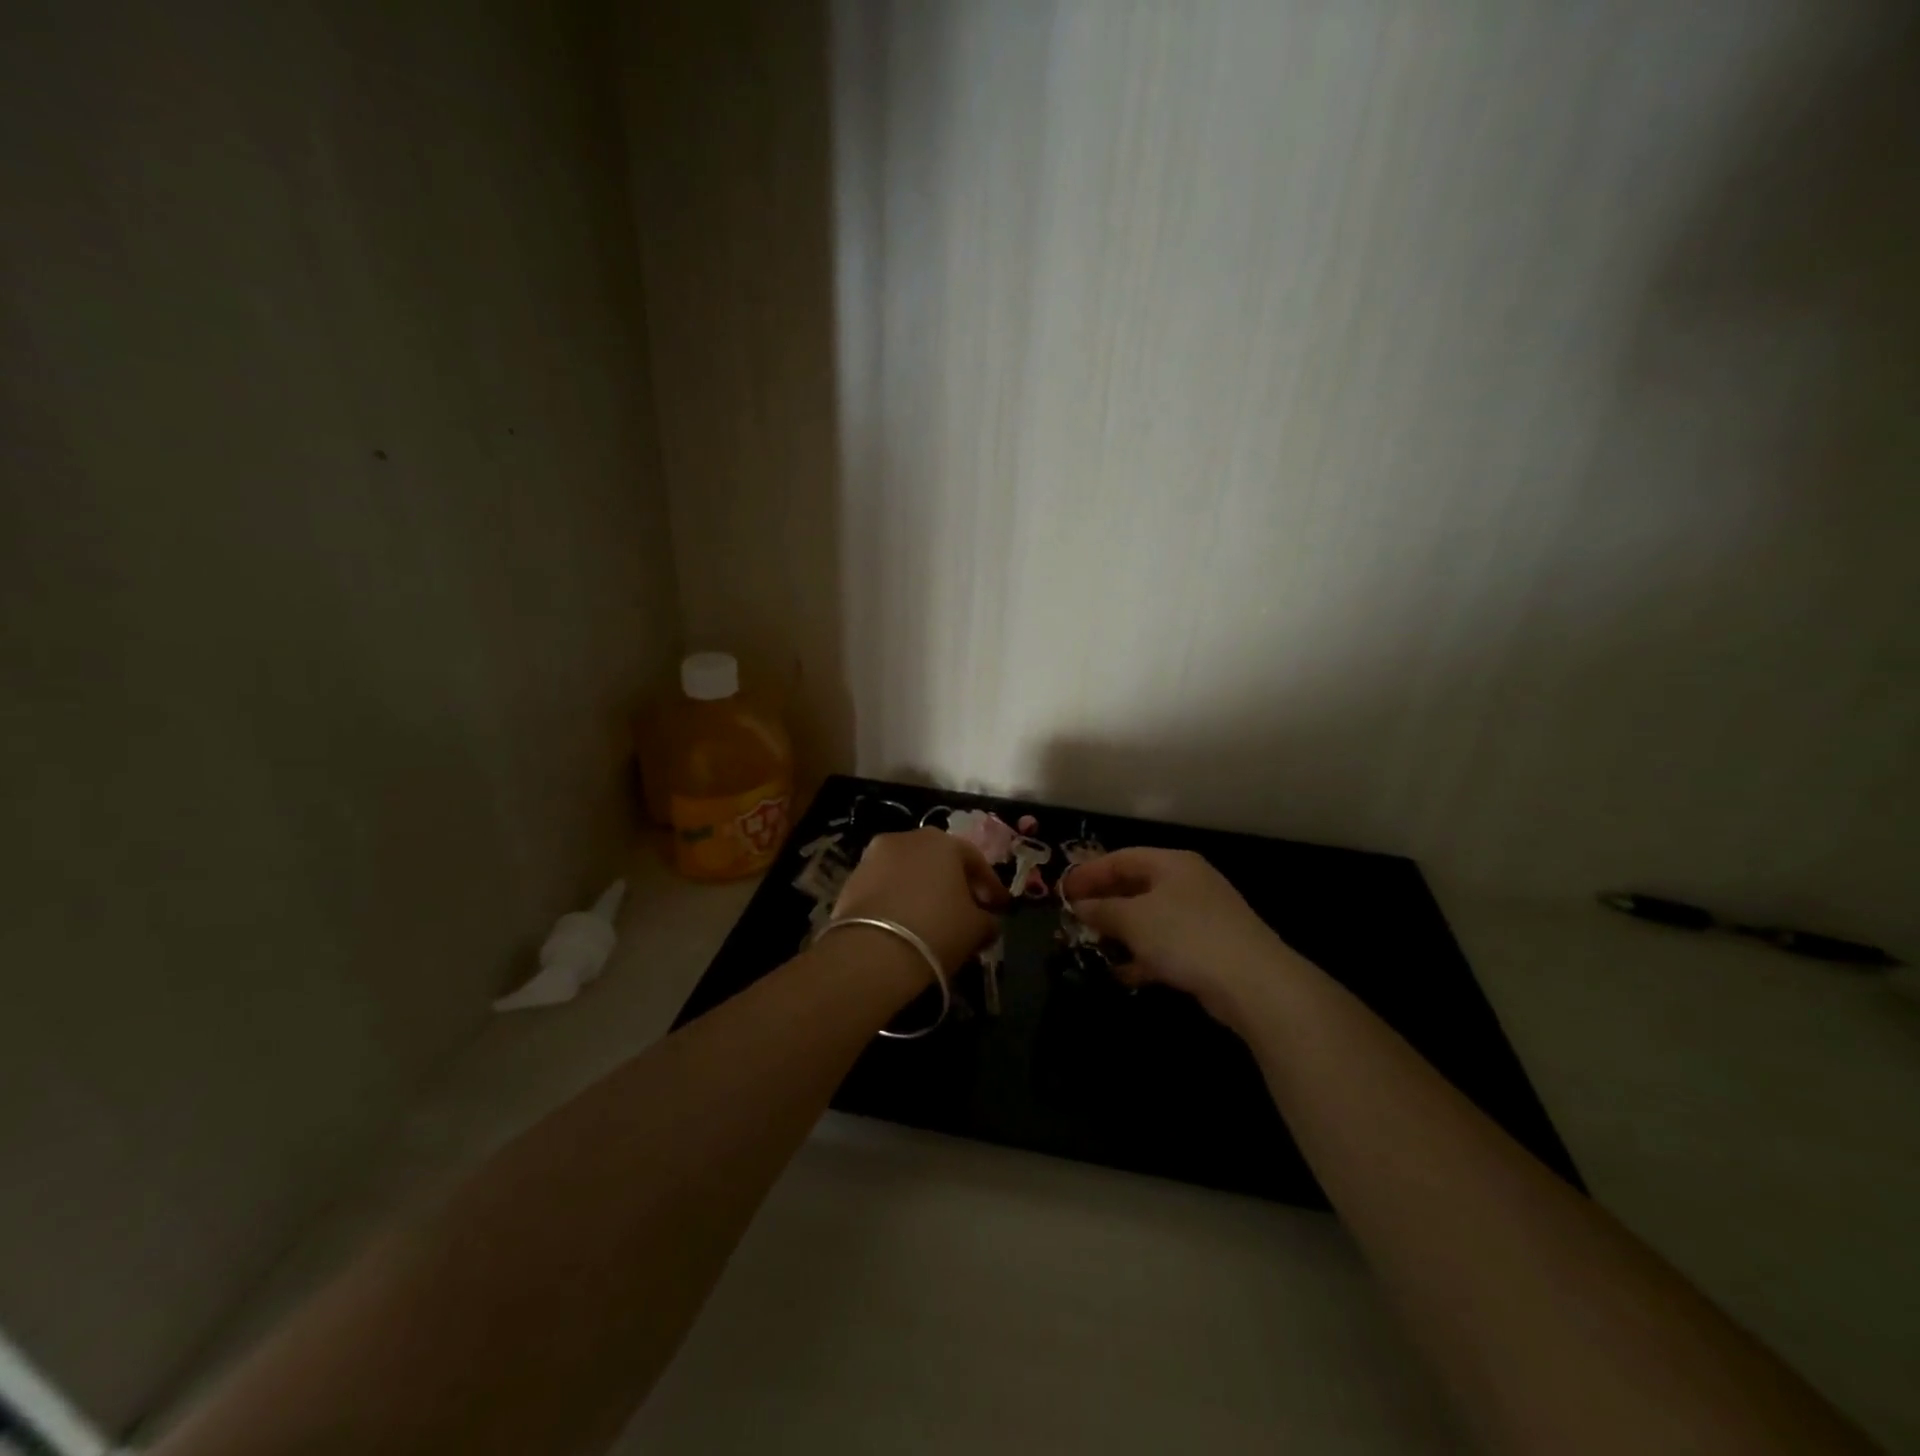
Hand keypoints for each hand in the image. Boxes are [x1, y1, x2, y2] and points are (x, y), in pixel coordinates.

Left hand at [833, 828, 1007, 975]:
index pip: (975, 860)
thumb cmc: (936, 930)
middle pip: (939, 860)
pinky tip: (906, 923)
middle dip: (955, 883)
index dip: (991, 886)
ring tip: (934, 919)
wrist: (872, 951)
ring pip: (909, 872)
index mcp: (942, 841)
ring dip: (923, 890)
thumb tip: (988, 921)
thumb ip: (988, 920)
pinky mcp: (850, 880)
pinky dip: (898, 900)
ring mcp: (873, 857)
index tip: (1001, 907)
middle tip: (968, 909)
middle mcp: (907, 838)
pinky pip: (885, 887)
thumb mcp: (977, 929)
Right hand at [1061, 848, 1300, 1025]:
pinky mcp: (1209, 948)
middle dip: (1104, 903)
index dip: (1089, 873)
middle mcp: (1187, 883)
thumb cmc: (1185, 935)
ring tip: (1092, 947)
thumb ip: (1102, 910)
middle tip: (1074, 919)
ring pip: (1150, 917)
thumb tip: (1079, 906)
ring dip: (1121, 932)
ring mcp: (1201, 916)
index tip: (1062, 892)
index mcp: (1171, 864)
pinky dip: (1143, 955)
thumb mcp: (1133, 919)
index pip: (1121, 858)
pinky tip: (1123, 974)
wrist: (1253, 982)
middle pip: (1136, 886)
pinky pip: (1166, 944)